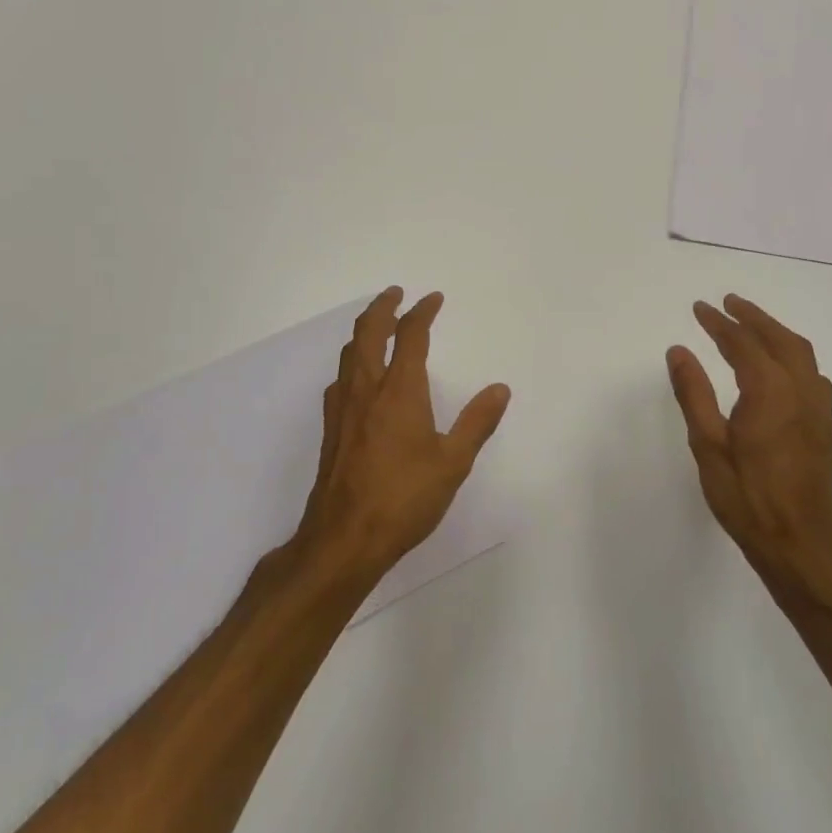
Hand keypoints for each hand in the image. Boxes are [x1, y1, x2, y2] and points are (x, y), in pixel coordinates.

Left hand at [294, 287, 510, 580]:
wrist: (343, 539)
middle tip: (396, 293)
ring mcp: (343, 409)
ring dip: (364, 331)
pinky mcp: (331, 430)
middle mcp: (366, 390)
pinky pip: (341, 379)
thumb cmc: (404, 499)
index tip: (433, 299)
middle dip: (383, 307)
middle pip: (368, 333)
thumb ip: (477, 422)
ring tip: (377, 326)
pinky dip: (353, 362)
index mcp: (400, 391)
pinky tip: (358, 379)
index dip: (422, 312)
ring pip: (349, 354)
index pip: (409, 336)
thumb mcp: (453, 463)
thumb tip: (500, 388)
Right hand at [666, 295, 831, 600]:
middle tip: (728, 302)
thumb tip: (678, 350)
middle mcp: (800, 390)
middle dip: (753, 316)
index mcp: (770, 392)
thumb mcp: (708, 446)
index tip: (699, 308)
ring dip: (776, 331)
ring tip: (752, 323)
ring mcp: (817, 408)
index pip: (742, 344)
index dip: (718, 323)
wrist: (801, 545)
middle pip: (779, 339)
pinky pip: (811, 372)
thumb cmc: (748, 498)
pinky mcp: (824, 425)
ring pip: (801, 353)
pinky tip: (781, 364)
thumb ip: (694, 394)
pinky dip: (793, 353)